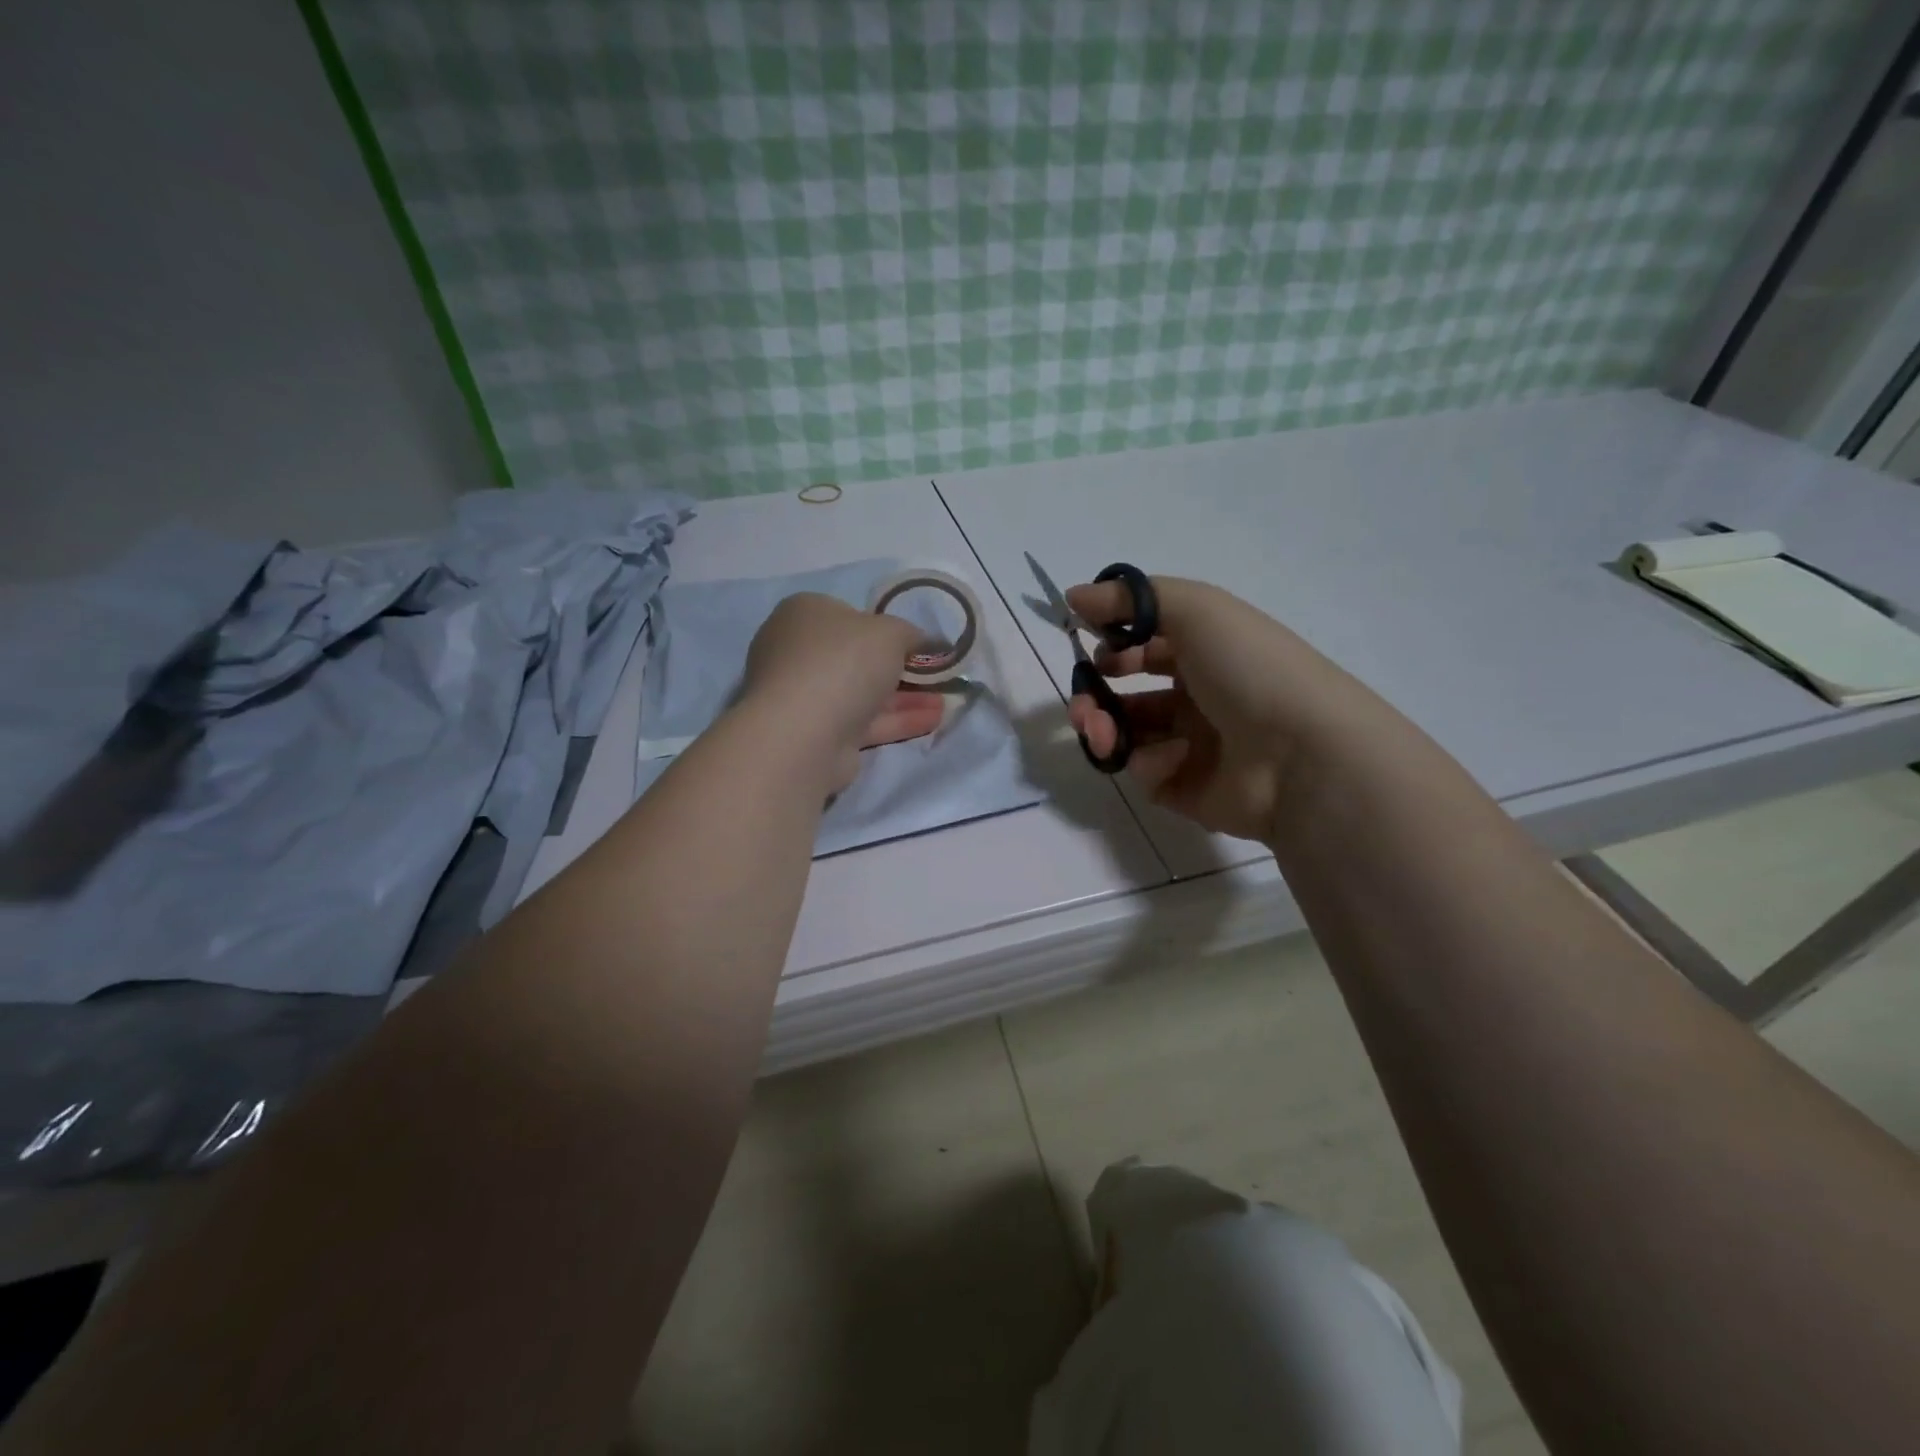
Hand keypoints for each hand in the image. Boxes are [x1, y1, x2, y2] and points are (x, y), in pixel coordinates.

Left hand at [741, 593, 943, 790]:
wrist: (803, 733)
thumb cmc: (843, 663)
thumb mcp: (890, 632)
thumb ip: (913, 634)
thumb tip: (930, 642)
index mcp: (804, 614)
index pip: (849, 615)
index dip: (886, 627)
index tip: (919, 642)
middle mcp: (798, 652)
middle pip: (858, 657)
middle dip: (902, 667)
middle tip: (937, 674)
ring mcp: (806, 697)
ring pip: (864, 693)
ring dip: (906, 697)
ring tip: (948, 701)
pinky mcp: (818, 734)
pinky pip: (865, 722)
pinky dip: (898, 719)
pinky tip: (933, 720)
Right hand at [1064, 576, 1383, 843]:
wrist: (1301, 754)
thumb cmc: (1248, 668)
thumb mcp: (1194, 608)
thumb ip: (1128, 598)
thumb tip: (1072, 595)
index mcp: (1205, 653)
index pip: (1146, 646)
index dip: (1112, 646)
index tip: (1090, 649)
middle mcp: (1197, 697)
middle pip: (1127, 695)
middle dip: (1092, 696)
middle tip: (1082, 704)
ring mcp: (1192, 746)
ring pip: (1127, 735)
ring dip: (1103, 728)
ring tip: (1099, 731)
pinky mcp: (1186, 789)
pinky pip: (1147, 772)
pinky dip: (1150, 763)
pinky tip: (1172, 759)